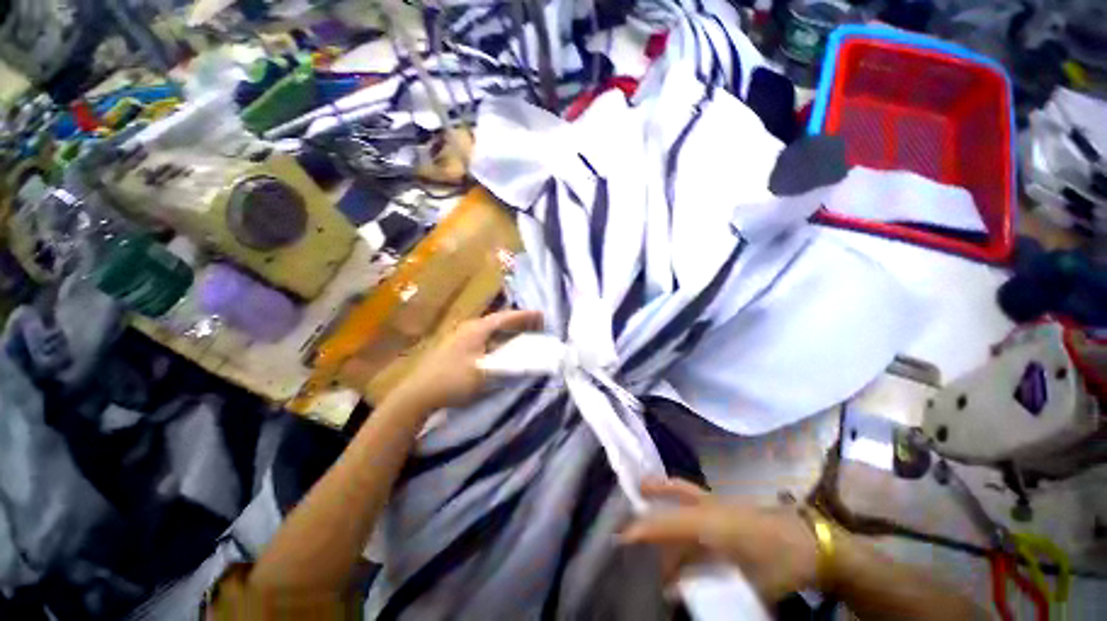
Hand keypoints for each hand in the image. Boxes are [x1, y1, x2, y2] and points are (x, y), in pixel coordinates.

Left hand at [391, 309, 542, 411]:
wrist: (418, 393)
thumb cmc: (453, 381)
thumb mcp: (485, 374)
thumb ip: (507, 364)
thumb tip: (526, 358)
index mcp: (477, 329)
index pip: (506, 318)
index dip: (525, 316)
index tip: (542, 316)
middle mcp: (469, 327)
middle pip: (498, 320)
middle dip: (518, 321)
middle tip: (535, 323)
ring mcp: (460, 335)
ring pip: (490, 328)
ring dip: (507, 329)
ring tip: (521, 332)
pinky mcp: (455, 345)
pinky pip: (483, 336)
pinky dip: (497, 337)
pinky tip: (499, 344)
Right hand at [620, 479, 819, 603]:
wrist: (813, 543)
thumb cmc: (780, 562)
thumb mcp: (747, 583)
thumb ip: (708, 585)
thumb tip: (675, 589)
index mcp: (712, 522)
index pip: (668, 523)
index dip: (643, 529)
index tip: (621, 536)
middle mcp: (711, 505)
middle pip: (675, 488)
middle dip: (653, 489)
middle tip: (636, 492)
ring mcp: (721, 503)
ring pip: (685, 495)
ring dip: (668, 506)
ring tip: (655, 521)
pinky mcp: (729, 506)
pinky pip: (697, 502)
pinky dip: (683, 509)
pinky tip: (684, 531)